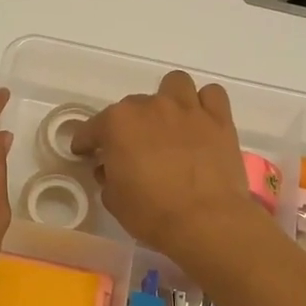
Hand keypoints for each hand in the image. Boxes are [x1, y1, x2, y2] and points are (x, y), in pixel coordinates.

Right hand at [72, 71, 259, 263]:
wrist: (205, 222)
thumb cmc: (151, 213)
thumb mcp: (114, 200)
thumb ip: (108, 177)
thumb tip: (110, 168)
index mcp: (118, 124)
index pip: (92, 128)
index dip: (86, 142)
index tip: (86, 152)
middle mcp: (151, 106)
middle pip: (132, 106)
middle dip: (129, 126)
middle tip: (134, 150)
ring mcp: (187, 109)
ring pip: (175, 84)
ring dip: (168, 99)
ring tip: (169, 123)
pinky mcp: (219, 119)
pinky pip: (211, 94)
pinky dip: (204, 104)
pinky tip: (200, 123)